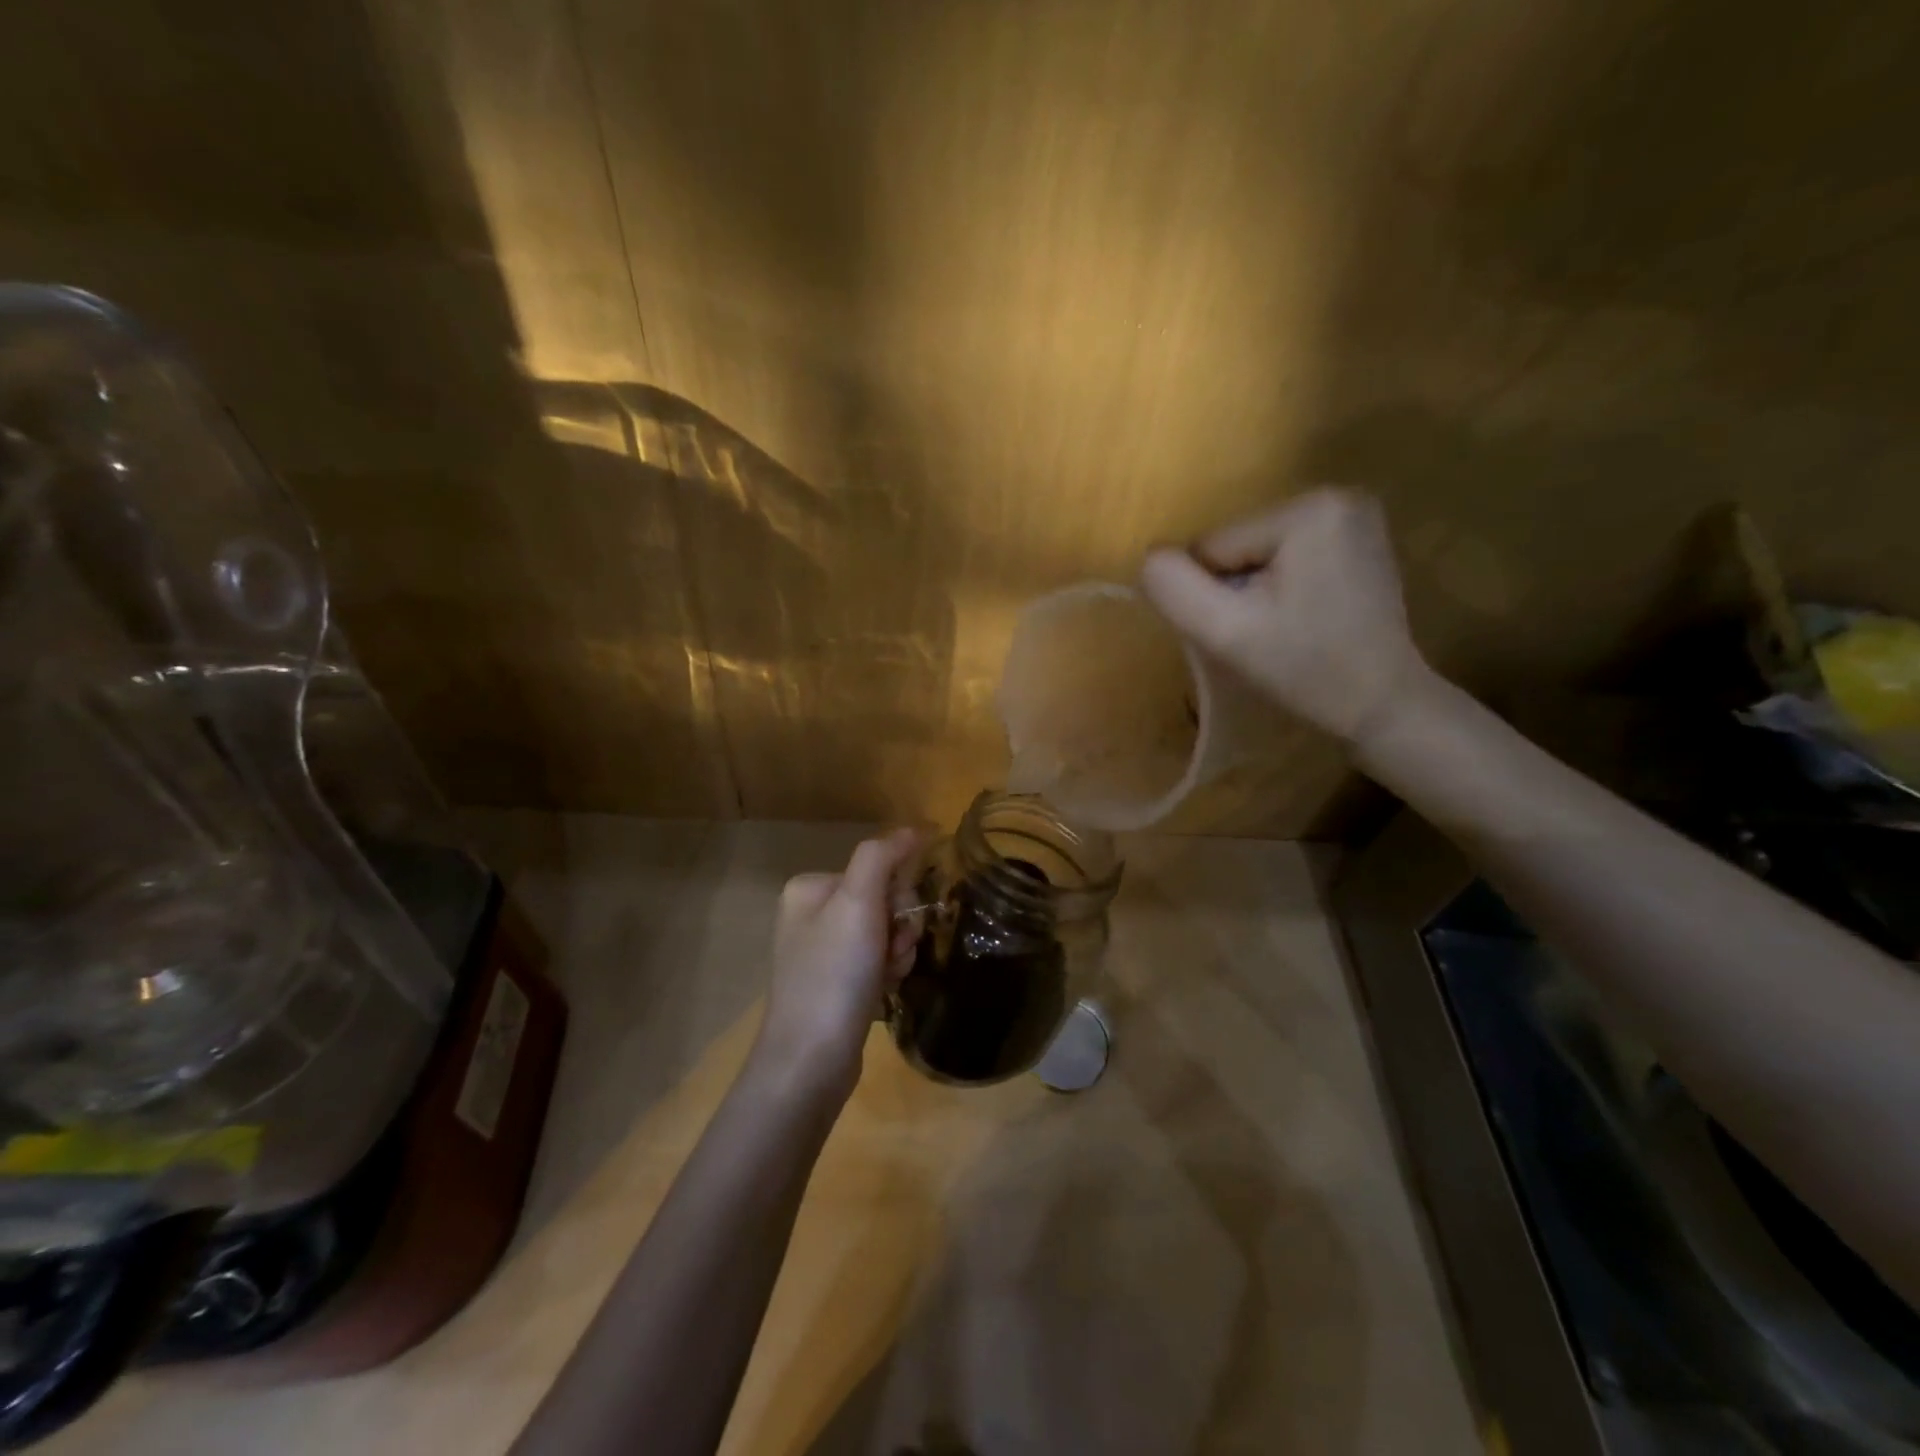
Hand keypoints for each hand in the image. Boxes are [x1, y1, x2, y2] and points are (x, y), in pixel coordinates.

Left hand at [751, 828, 923, 1103]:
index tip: (896, 924)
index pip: (878, 870)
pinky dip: (887, 973)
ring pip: (885, 933)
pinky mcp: (833, 984)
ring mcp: (821, 951)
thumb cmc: (834, 974)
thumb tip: (914, 828)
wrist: (810, 1060)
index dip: (899, 896)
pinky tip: (881, 992)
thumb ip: (882, 857)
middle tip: (892, 954)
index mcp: (810, 887)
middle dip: (899, 927)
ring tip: (886, 978)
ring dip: (897, 952)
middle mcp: (811, 913)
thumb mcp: (858, 903)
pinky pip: (876, 961)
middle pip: (883, 901)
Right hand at [1140, 488, 1432, 746]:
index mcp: (1308, 510)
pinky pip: (1287, 556)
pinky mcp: (1359, 539)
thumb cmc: (1307, 670)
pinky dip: (1281, 587)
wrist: (1383, 706)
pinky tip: (1305, 616)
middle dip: (1237, 590)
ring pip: (1257, 553)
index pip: (1213, 547)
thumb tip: (1150, 559)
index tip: (1248, 630)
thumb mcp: (1227, 634)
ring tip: (1286, 628)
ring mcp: (1354, 516)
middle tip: (1266, 633)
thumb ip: (1175, 589)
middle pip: (1237, 546)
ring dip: (1256, 591)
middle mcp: (1336, 496)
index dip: (1214, 595)